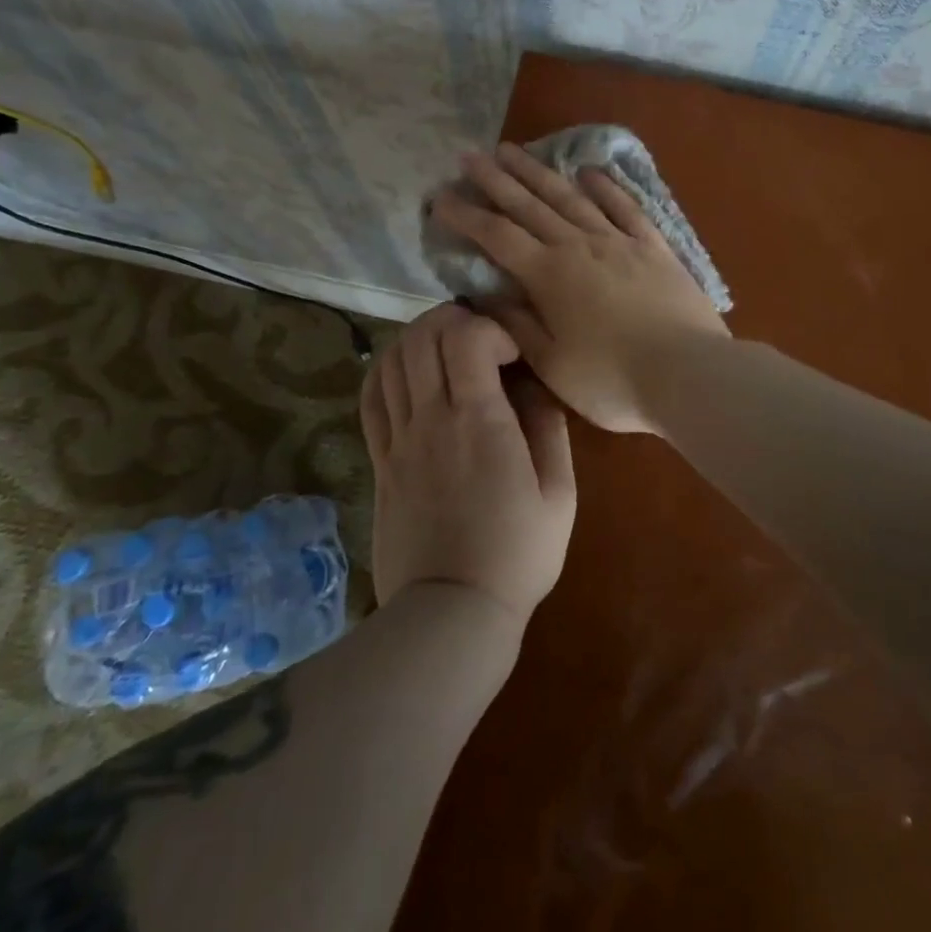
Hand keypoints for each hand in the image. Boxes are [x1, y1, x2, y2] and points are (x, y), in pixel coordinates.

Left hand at [360, 303, 575, 627]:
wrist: (452, 612)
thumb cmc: (518, 554)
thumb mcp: (560, 493)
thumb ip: (549, 427)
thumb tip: (535, 383)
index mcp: (479, 421)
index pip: (465, 336)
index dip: (491, 327)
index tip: (513, 352)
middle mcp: (431, 418)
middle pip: (423, 336)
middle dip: (454, 319)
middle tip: (481, 337)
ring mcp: (398, 439)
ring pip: (391, 359)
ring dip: (419, 339)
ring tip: (447, 350)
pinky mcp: (379, 460)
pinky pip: (370, 397)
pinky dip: (386, 369)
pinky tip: (409, 373)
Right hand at [429, 143, 728, 433]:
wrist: (689, 374)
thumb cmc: (612, 380)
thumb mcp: (552, 364)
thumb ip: (517, 325)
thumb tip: (485, 296)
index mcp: (549, 276)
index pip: (497, 237)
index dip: (466, 216)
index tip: (441, 197)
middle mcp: (579, 246)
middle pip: (529, 205)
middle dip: (496, 180)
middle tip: (470, 156)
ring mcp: (619, 242)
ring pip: (571, 198)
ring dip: (540, 173)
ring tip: (515, 151)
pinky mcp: (654, 247)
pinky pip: (625, 207)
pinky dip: (606, 187)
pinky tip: (590, 172)